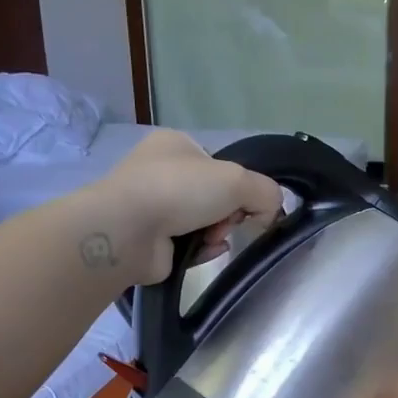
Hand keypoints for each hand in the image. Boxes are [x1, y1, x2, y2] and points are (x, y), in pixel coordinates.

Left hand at [92, 131, 282, 284]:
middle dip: (229, 213)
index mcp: (176, 145)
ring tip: (213, 239)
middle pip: (215, 196)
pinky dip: (202, 249)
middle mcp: (160, 172)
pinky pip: (190, 245)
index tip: (247, 201)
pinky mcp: (150, 240)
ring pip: (204, 222)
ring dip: (218, 233)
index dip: (240, 185)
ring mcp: (152, 207)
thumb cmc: (179, 190)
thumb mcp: (238, 180)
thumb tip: (270, 212)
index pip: (220, 165)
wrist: (127, 231)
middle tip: (228, 221)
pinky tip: (204, 252)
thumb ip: (266, 192)